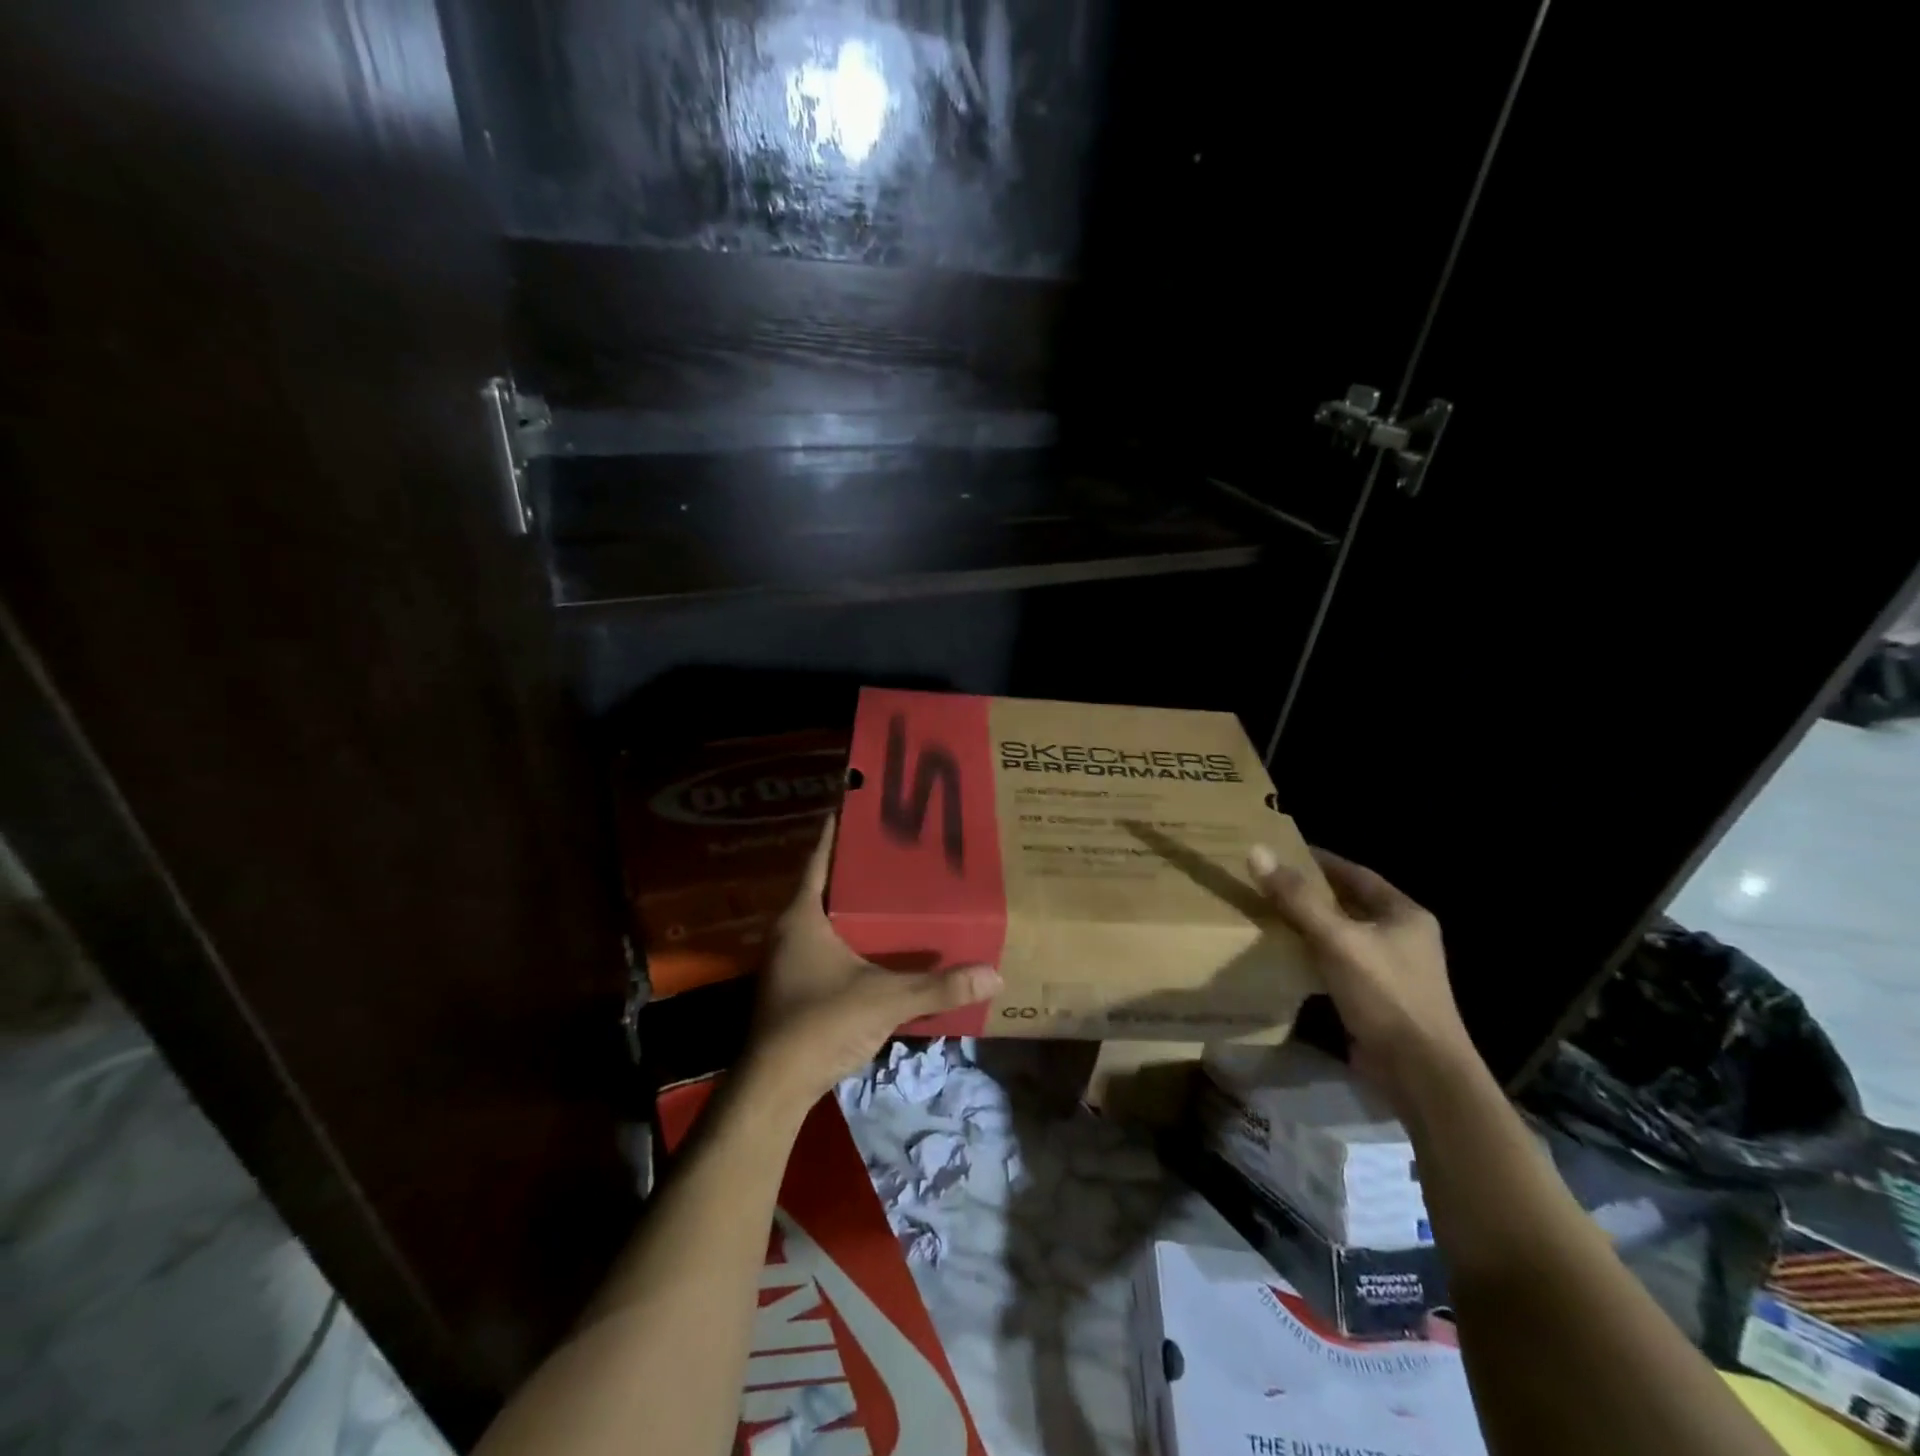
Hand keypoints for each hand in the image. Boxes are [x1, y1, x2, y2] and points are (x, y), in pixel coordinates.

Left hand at [745, 818, 1001, 1105]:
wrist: (775, 1087)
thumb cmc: (821, 1023)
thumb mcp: (885, 999)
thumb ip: (938, 987)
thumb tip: (994, 974)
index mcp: (803, 915)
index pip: (820, 856)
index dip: (838, 828)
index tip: (863, 802)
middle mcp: (791, 929)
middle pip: (826, 883)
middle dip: (858, 865)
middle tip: (900, 845)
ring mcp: (790, 959)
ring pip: (827, 915)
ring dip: (856, 902)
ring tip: (898, 886)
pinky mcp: (797, 984)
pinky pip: (828, 942)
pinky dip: (853, 934)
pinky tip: (883, 941)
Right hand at [1248, 843, 1479, 1110]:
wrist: (1421, 1074)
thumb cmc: (1385, 995)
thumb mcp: (1337, 940)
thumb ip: (1297, 898)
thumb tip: (1257, 852)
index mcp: (1404, 914)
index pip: (1355, 873)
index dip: (1318, 860)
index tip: (1280, 852)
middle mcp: (1402, 936)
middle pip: (1348, 903)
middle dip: (1309, 893)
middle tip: (1266, 882)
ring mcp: (1391, 970)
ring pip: (1341, 935)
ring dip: (1308, 925)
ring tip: (1267, 914)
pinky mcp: (1376, 998)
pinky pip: (1338, 964)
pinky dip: (1312, 955)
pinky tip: (1284, 955)